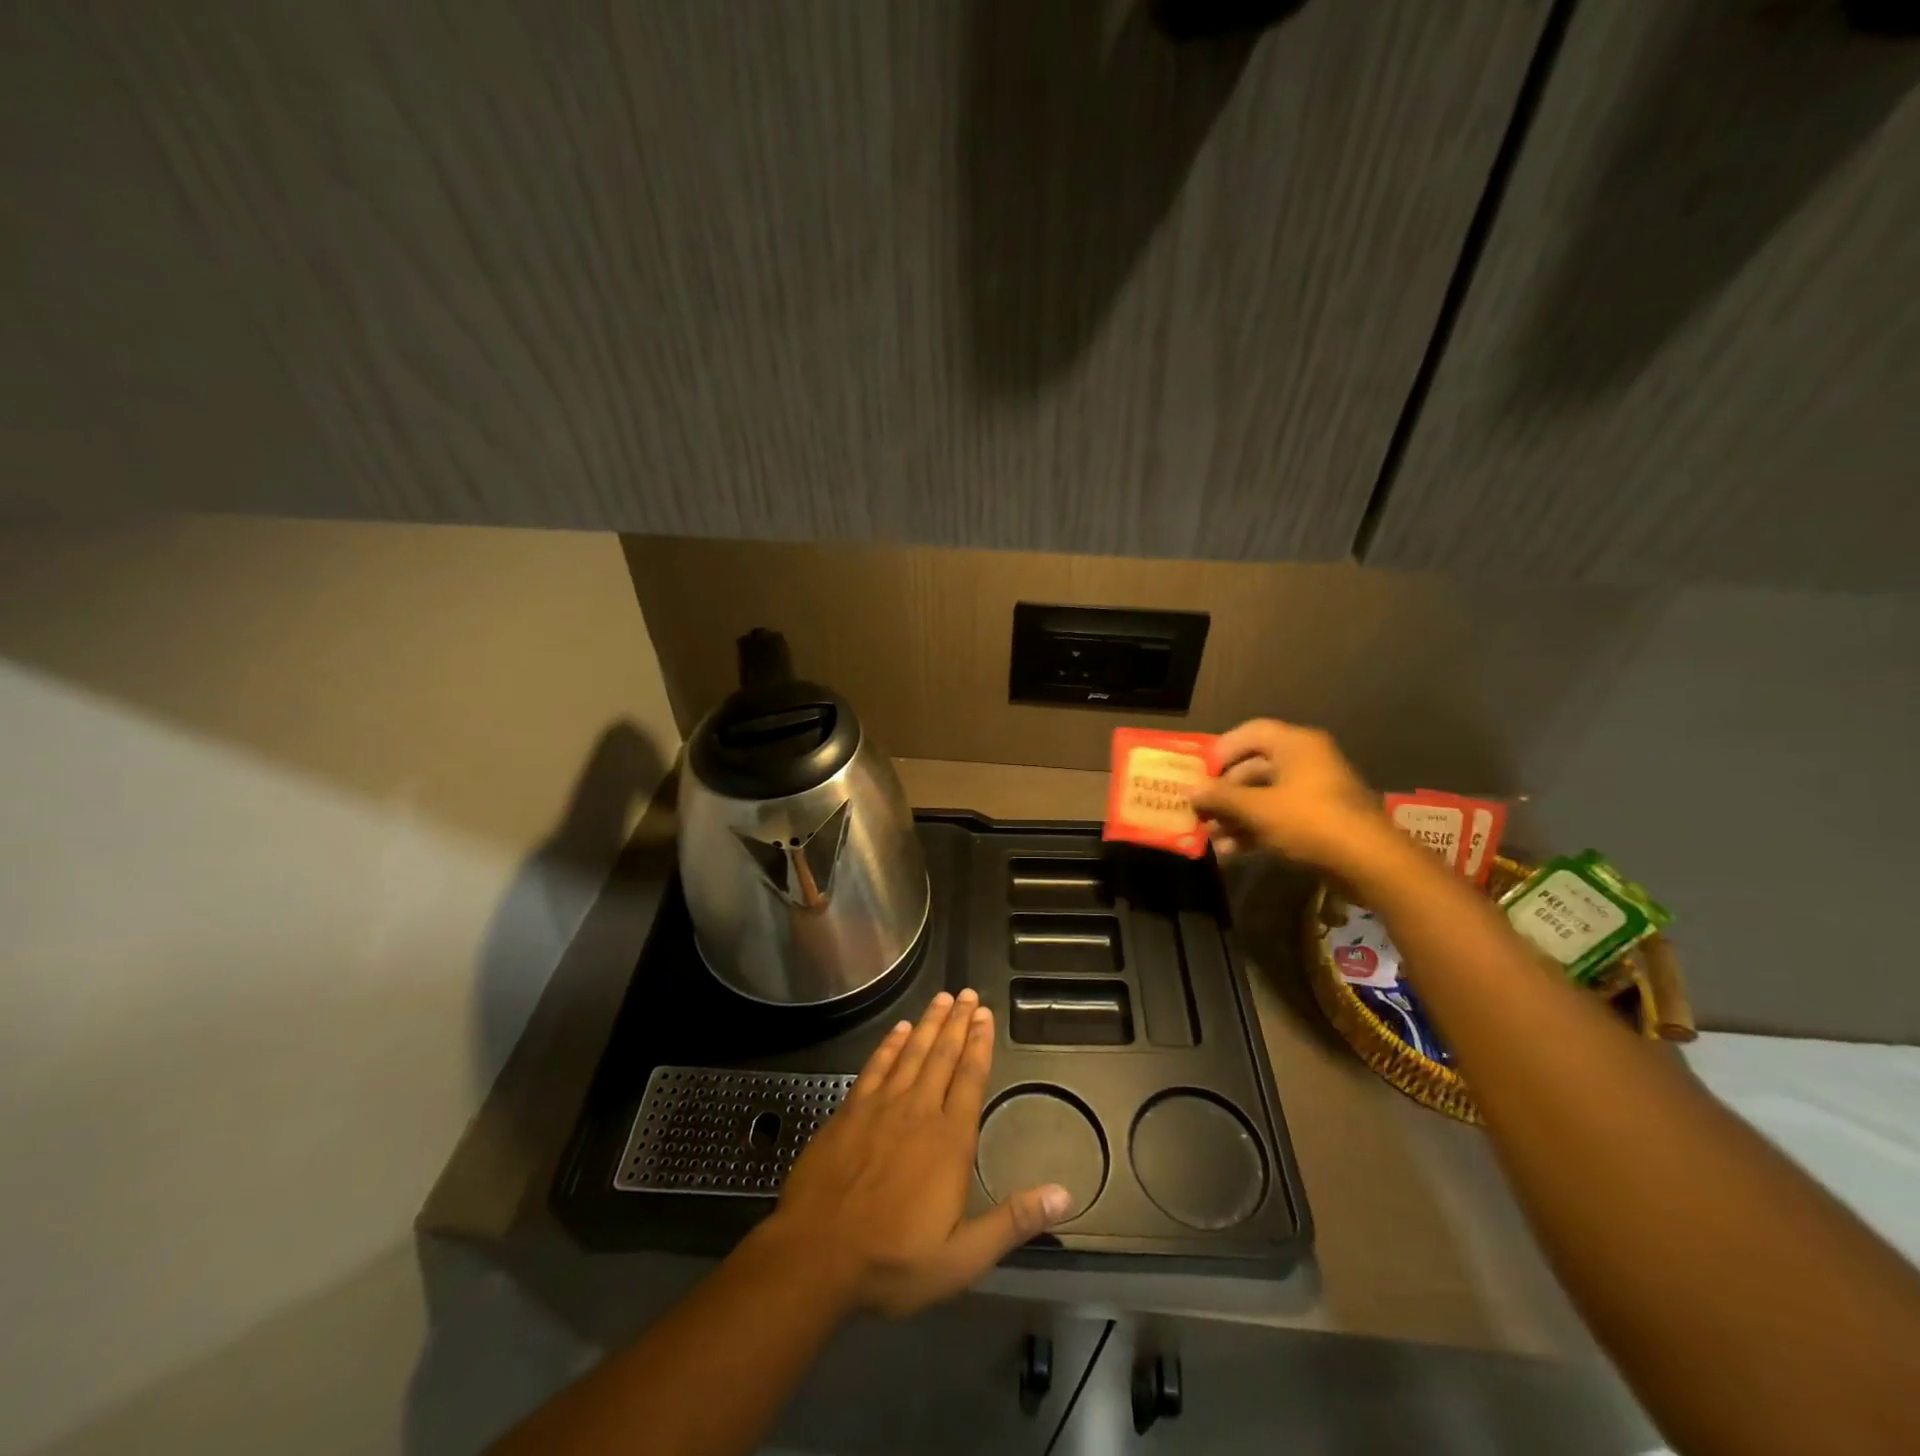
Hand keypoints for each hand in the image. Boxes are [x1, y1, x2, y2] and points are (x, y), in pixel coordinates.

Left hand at [762, 990, 1072, 1318]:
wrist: (815, 1257)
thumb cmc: (893, 1261)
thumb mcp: (962, 1258)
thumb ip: (1013, 1221)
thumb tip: (1065, 1195)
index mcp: (949, 1141)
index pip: (970, 1079)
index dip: (979, 1044)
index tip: (985, 1015)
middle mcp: (918, 1111)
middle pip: (942, 1056)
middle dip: (957, 1022)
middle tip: (968, 994)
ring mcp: (880, 1107)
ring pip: (911, 1053)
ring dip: (928, 1024)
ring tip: (942, 998)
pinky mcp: (850, 1112)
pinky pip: (875, 1067)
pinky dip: (889, 1045)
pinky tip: (898, 1030)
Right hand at [1190, 718, 1389, 873]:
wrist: (1369, 862)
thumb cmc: (1310, 821)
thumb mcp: (1257, 809)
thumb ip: (1221, 798)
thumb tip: (1190, 790)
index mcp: (1295, 744)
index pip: (1250, 733)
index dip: (1221, 750)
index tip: (1199, 774)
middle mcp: (1306, 761)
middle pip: (1254, 768)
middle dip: (1224, 793)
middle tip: (1200, 811)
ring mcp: (1314, 791)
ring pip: (1264, 796)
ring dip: (1235, 816)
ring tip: (1212, 838)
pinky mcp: (1319, 820)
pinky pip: (1278, 817)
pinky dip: (1255, 830)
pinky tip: (1232, 852)